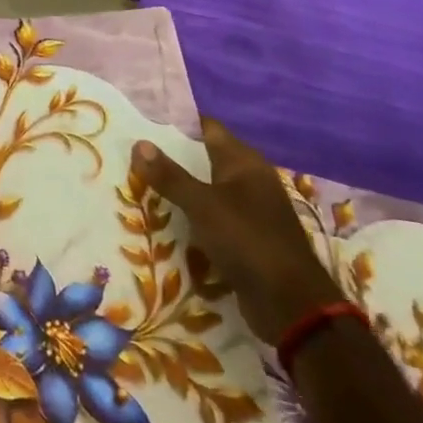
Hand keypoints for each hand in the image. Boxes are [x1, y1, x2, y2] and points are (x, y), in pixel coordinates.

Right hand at [131, 117, 340, 343]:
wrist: (289, 303)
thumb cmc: (247, 240)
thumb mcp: (202, 205)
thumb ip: (170, 176)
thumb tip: (139, 143)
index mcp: (244, 162)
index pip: (208, 128)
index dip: (178, 121)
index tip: (144, 119)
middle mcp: (250, 179)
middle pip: (206, 157)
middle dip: (173, 155)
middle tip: (133, 151)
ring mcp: (250, 209)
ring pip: (207, 187)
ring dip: (180, 186)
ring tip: (140, 181)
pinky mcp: (247, 236)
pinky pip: (212, 215)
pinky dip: (191, 213)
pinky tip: (165, 217)